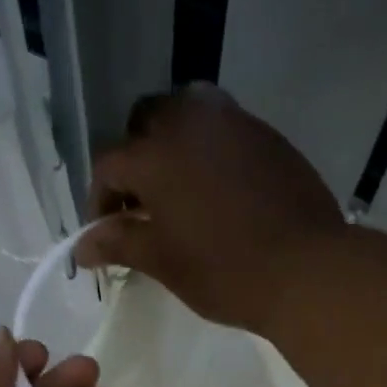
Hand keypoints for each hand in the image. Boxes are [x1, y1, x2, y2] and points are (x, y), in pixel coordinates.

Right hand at [72, 84, 345, 334]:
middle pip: (145, 124)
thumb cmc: (224, 272)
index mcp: (155, 154)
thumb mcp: (163, 262)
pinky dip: (208, 152)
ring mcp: (233, 121)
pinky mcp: (266, 134)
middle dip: (134, 161)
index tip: (105, 235)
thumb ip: (119, 243)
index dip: (99, 202)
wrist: (304, 269)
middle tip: (141, 207)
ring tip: (179, 193)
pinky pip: (223, 130)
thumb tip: (81, 247)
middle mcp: (189, 121)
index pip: (108, 166)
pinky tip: (218, 191)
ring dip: (172, 146)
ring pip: (186, 115)